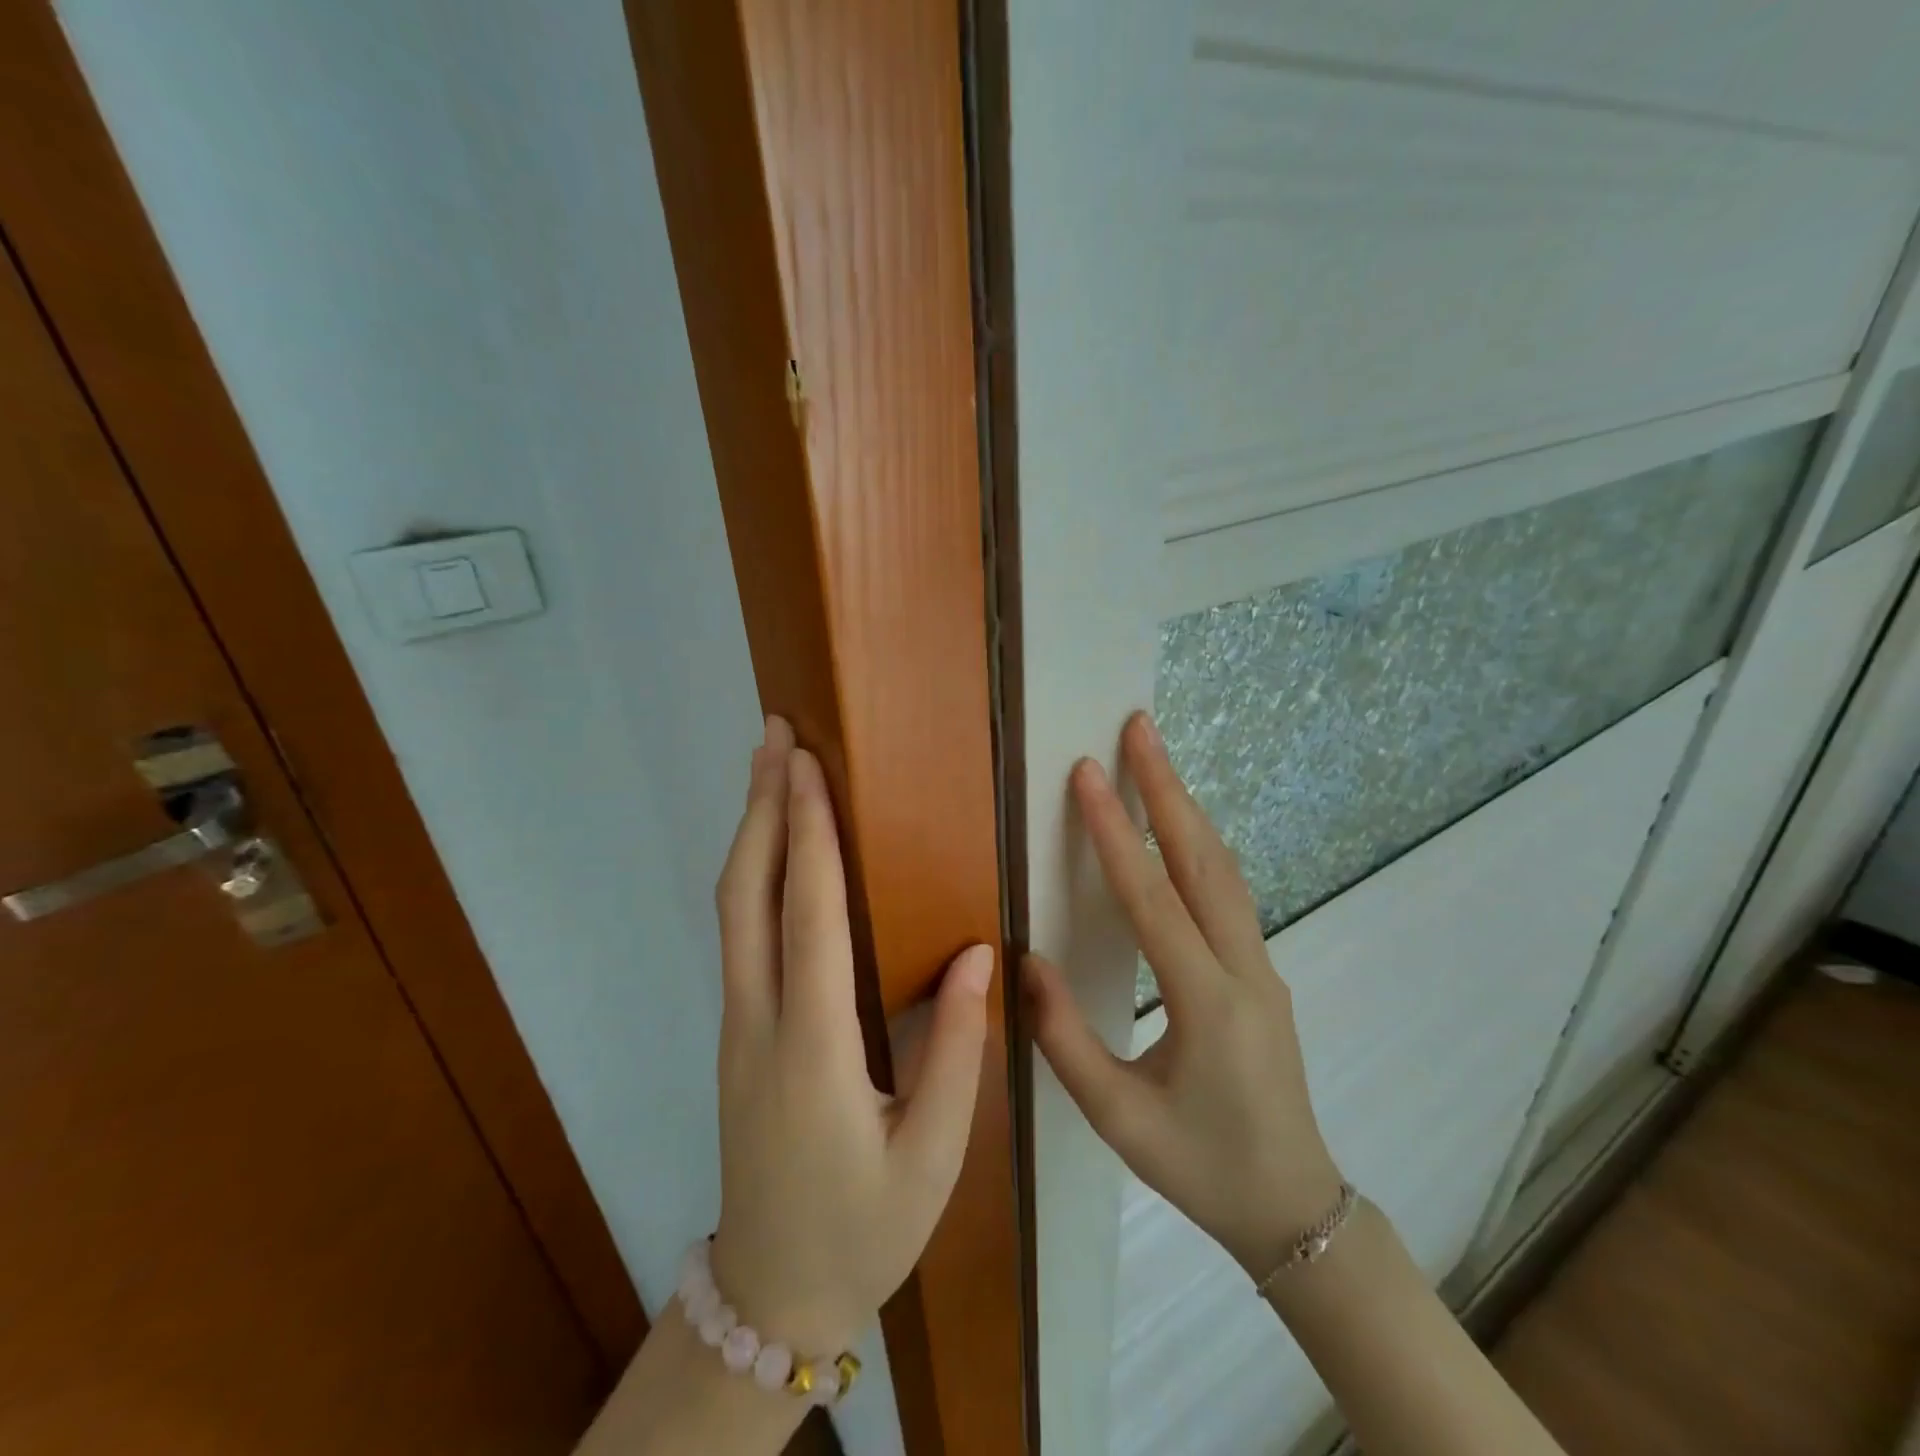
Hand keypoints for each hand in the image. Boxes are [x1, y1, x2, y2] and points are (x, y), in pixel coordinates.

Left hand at [707, 716, 993, 1355]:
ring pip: (734, 909)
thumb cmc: (863, 1228)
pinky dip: (754, 873)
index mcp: (813, 1047)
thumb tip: (979, 951)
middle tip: (773, 736)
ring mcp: (737, 1025)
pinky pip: (740, 934)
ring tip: (768, 770)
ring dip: (750, 832)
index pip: (810, 915)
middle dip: (760, 806)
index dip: (808, 833)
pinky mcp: (737, 1033)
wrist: (771, 1296)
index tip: (806, 765)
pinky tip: (775, 851)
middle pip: (746, 894)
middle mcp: (760, 1020)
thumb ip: (959, 1050)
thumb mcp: (934, 1155)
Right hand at [1024, 711, 1344, 1278]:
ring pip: (1224, 869)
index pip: (1152, 899)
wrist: (1294, 1208)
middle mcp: (1244, 969)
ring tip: (1157, 758)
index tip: (1089, 773)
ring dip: (1188, 809)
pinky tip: (1179, 828)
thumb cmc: (1200, 1167)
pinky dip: (1200, 845)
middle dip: (1168, 788)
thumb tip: (1025, 961)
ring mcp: (1263, 965)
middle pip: (1203, 860)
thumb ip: (1064, 1039)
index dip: (1113, 833)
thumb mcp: (1118, 1119)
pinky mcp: (1263, 971)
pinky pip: (1230, 892)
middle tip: (1140, 727)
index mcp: (1205, 1004)